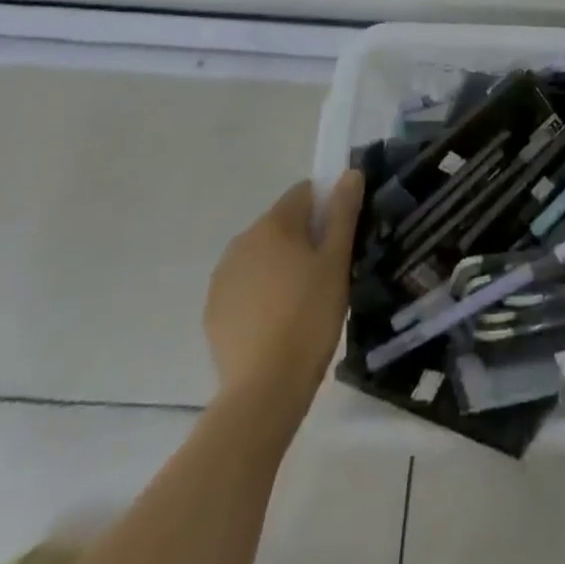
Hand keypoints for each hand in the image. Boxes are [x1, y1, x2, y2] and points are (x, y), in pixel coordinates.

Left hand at [203, 172, 362, 419]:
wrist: (263, 390)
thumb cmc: (309, 317)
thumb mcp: (337, 262)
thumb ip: (343, 213)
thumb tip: (350, 173)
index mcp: (274, 224)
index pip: (304, 192)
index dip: (327, 207)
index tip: (341, 237)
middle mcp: (242, 240)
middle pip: (282, 224)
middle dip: (304, 238)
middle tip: (328, 272)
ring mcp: (223, 277)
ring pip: (262, 255)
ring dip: (281, 265)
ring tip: (304, 300)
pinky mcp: (214, 310)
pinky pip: (245, 286)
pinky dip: (262, 293)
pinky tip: (278, 322)